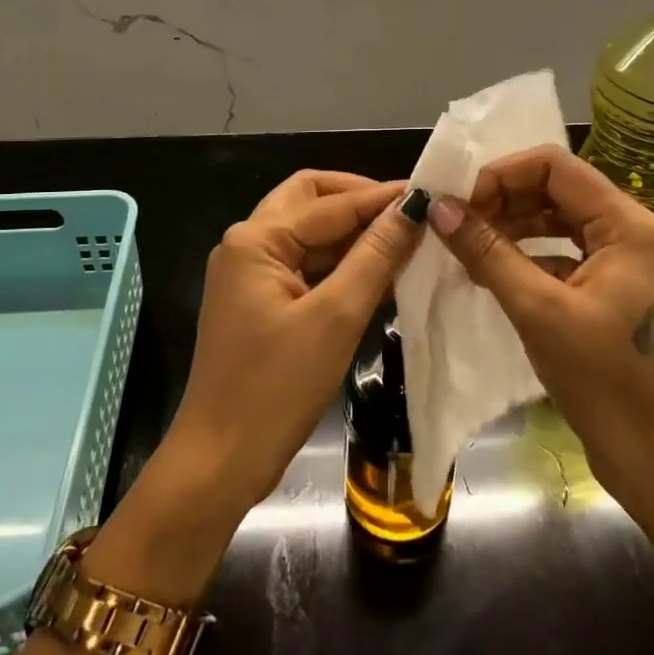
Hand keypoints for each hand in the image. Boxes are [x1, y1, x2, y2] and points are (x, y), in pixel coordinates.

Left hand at [166, 171, 425, 515]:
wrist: (221, 462)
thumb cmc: (276, 388)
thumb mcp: (335, 317)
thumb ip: (376, 256)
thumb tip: (414, 206)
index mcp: (255, 239)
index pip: (330, 203)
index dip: (382, 197)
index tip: (432, 192)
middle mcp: (247, 246)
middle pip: (310, 202)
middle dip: (358, 201)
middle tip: (407, 213)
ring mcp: (250, 276)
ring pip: (309, 235)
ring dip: (353, 234)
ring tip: (404, 242)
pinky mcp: (260, 304)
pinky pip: (306, 267)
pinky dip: (341, 266)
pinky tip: (380, 276)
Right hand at [425, 145, 653, 523]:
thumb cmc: (605, 381)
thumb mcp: (539, 311)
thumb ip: (488, 252)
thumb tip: (439, 208)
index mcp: (627, 225)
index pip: (555, 166)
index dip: (501, 175)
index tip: (459, 203)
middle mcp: (631, 232)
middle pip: (556, 189)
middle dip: (502, 200)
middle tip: (455, 225)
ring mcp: (624, 262)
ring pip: (557, 221)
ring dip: (511, 228)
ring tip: (465, 247)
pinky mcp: (612, 289)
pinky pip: (562, 253)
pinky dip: (526, 256)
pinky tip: (490, 273)